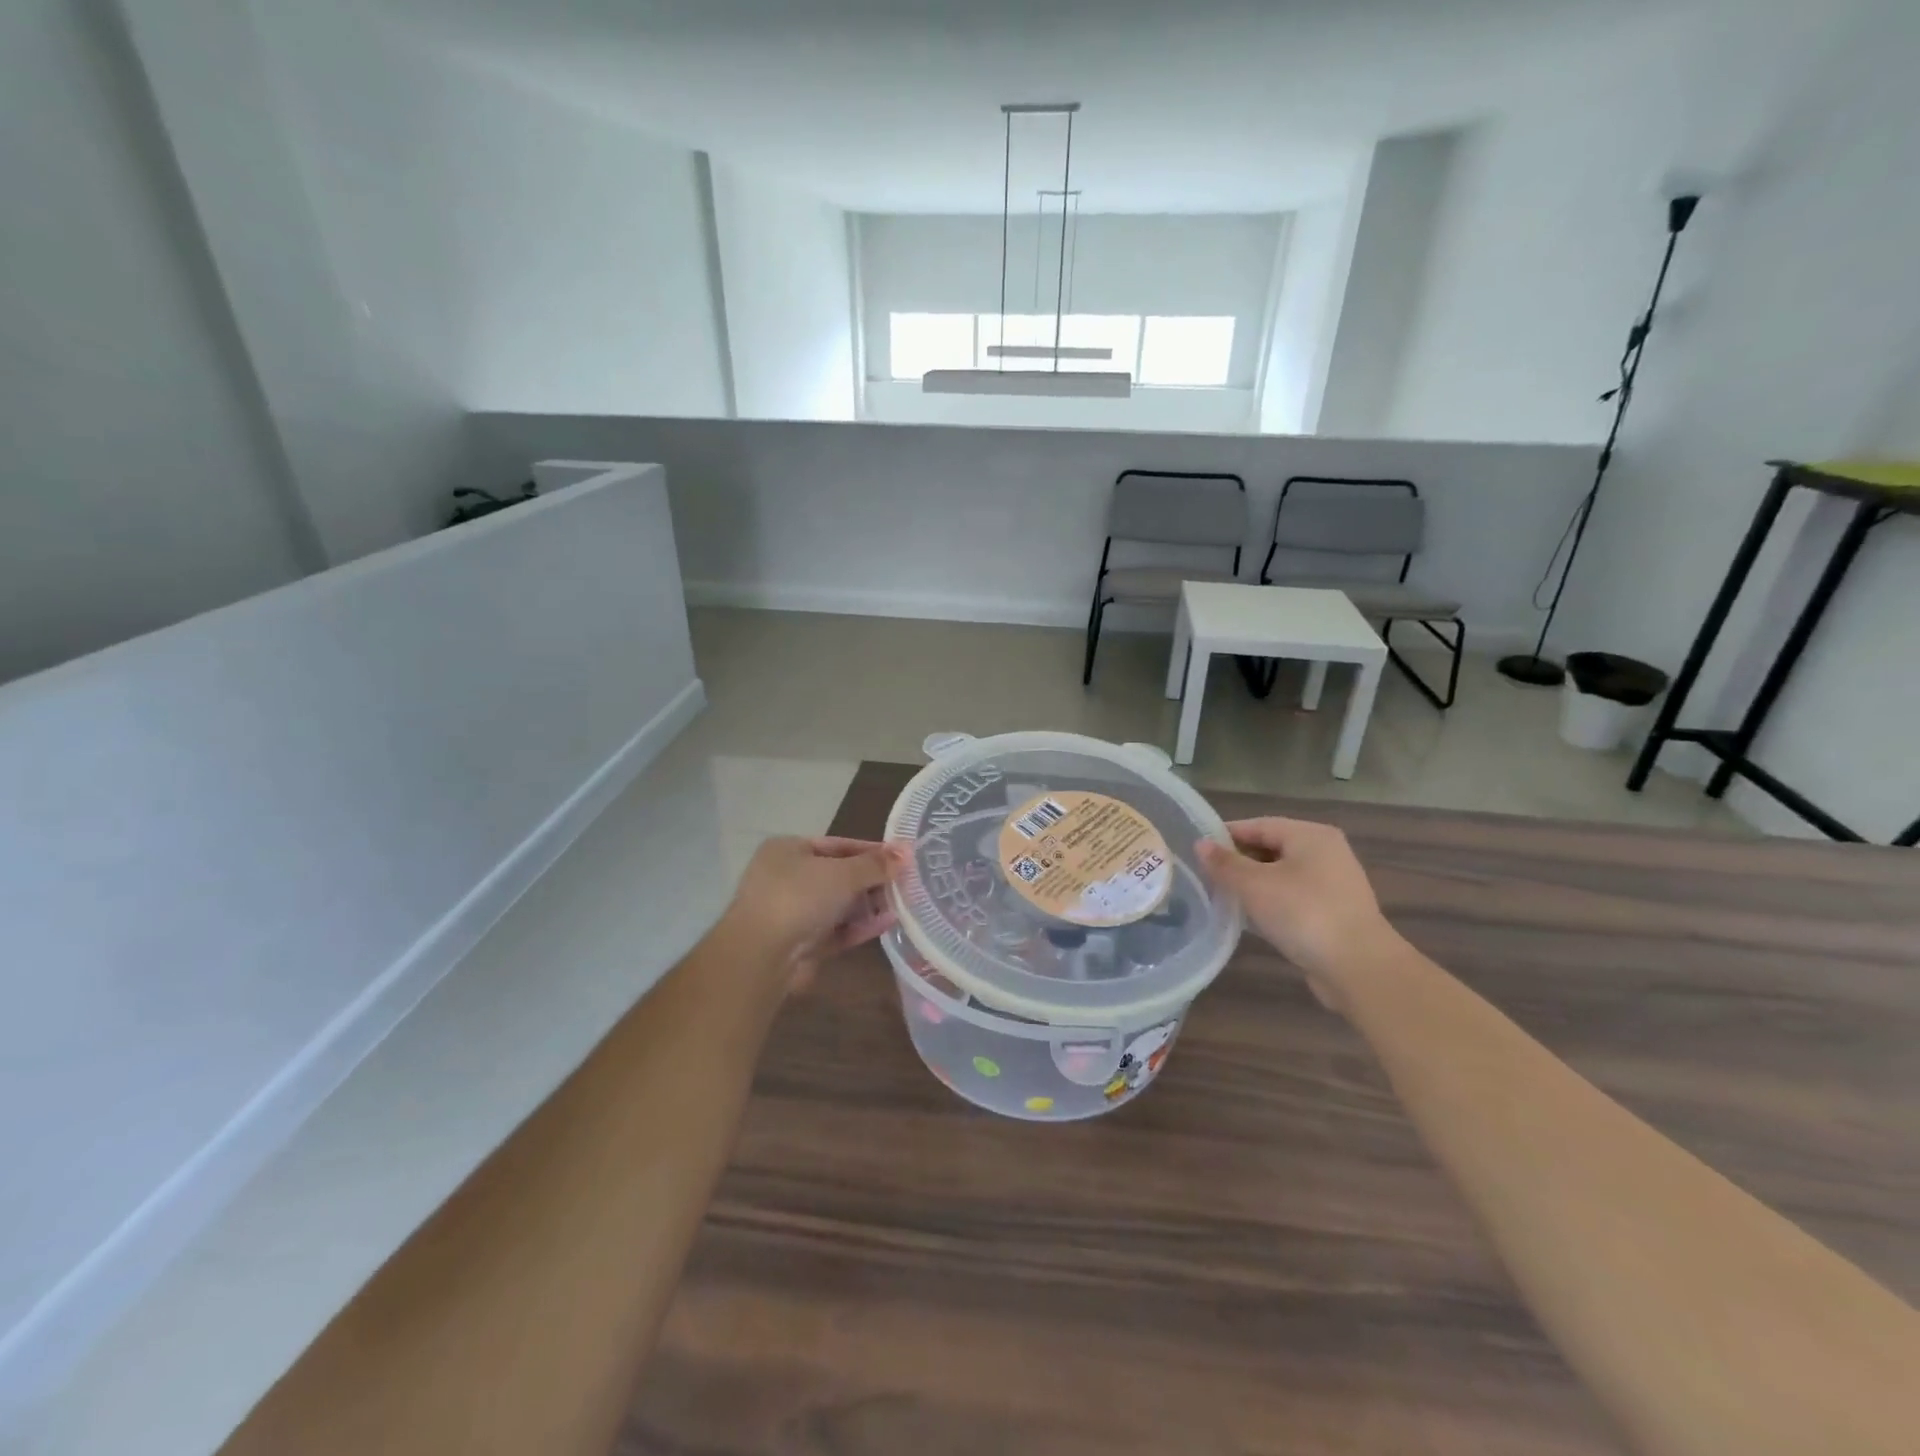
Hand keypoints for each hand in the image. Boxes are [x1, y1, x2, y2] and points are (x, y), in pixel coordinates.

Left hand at [719, 836, 906, 990]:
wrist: (761, 956)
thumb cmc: (798, 897)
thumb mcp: (842, 873)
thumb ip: (876, 865)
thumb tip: (907, 852)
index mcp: (787, 850)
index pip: (836, 844)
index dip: (869, 850)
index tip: (900, 857)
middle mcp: (786, 878)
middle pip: (838, 875)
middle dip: (871, 880)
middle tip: (904, 882)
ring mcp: (791, 913)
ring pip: (838, 905)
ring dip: (868, 905)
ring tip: (902, 903)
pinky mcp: (800, 943)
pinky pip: (836, 929)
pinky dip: (859, 926)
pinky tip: (887, 923)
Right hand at [1196, 817, 1400, 1010]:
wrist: (1358, 968)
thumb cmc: (1303, 913)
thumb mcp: (1254, 885)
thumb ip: (1225, 863)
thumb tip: (1200, 844)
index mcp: (1310, 835)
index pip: (1258, 825)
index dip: (1225, 836)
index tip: (1196, 850)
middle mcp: (1325, 853)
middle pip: (1270, 849)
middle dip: (1238, 862)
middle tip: (1204, 876)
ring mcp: (1332, 885)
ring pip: (1280, 876)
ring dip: (1252, 885)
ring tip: (1221, 897)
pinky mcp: (1333, 913)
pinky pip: (1292, 899)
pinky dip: (1270, 904)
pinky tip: (1249, 919)